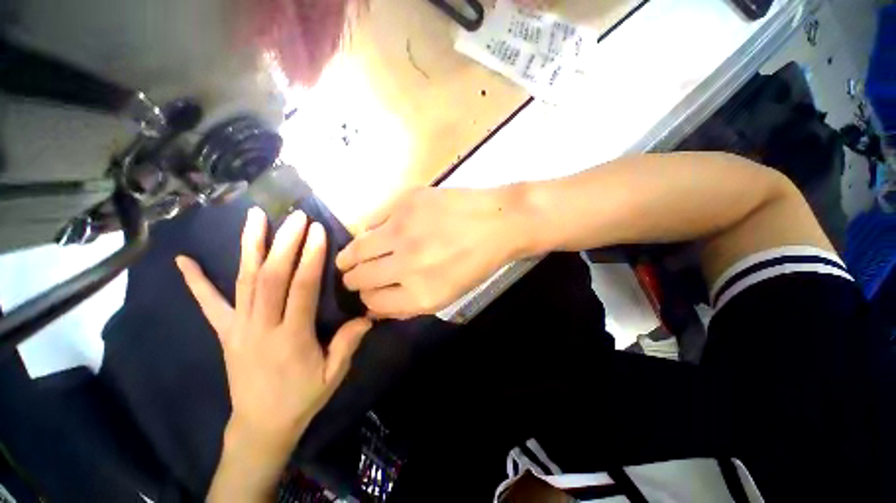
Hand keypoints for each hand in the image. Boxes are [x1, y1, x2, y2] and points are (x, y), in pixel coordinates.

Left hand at [176, 208, 370, 500]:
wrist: (260, 425)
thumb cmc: (301, 399)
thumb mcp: (333, 375)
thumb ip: (348, 344)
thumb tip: (368, 315)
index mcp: (291, 338)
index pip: (301, 288)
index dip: (310, 258)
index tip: (317, 231)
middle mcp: (261, 328)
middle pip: (270, 277)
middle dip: (284, 243)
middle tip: (295, 217)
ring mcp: (238, 329)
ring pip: (243, 281)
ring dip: (250, 246)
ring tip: (255, 217)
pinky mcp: (225, 333)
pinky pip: (208, 305)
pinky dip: (196, 282)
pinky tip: (182, 261)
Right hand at [335, 187, 528, 318]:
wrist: (498, 222)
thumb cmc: (477, 263)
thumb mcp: (447, 296)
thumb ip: (408, 305)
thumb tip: (375, 306)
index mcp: (420, 294)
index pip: (372, 303)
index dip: (368, 299)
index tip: (369, 292)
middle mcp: (405, 265)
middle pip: (358, 278)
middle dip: (353, 279)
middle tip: (354, 275)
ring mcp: (402, 231)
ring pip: (356, 249)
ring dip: (350, 256)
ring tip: (350, 256)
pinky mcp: (404, 203)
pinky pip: (372, 220)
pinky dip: (371, 229)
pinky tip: (378, 231)